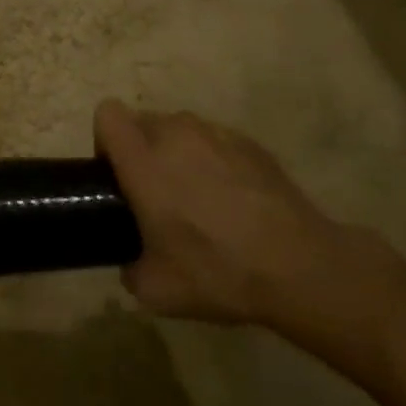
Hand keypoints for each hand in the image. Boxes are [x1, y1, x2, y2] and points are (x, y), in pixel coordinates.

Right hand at [94, 100, 389, 332]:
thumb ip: (130, 268)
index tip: (117, 176)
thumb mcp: (155, 290)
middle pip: (142, 120)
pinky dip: (214, 160)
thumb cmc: (218, 272)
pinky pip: (216, 141)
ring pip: (181, 128)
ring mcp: (218, 135)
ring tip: (197, 196)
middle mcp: (177, 136)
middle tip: (155, 194)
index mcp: (144, 161)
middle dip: (141, 149)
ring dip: (177, 152)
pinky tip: (233, 201)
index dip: (105, 140)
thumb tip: (133, 262)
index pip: (108, 114)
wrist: (300, 267)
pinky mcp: (252, 144)